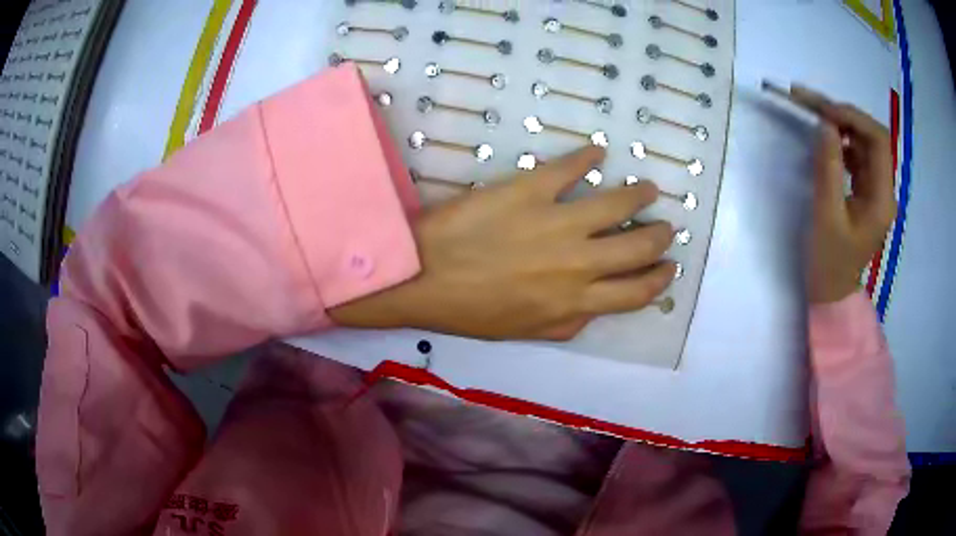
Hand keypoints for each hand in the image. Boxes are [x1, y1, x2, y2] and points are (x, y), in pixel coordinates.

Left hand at [330, 146, 676, 340]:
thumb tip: (594, 307)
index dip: (659, 279)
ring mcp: (557, 223)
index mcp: (576, 302)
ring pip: (617, 204)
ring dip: (639, 195)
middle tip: (665, 226)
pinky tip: (597, 152)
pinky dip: (587, 158)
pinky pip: (569, 168)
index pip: (636, 292)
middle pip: (638, 247)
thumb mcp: (525, 332)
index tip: (668, 267)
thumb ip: (568, 323)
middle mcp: (579, 263)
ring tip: (647, 188)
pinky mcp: (531, 190)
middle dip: (659, 236)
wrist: (423, 277)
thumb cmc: (470, 311)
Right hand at [791, 86, 896, 303]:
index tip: (822, 110)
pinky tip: (824, 139)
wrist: (832, 292)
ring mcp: (875, 188)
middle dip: (842, 114)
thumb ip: (828, 169)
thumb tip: (825, 125)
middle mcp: (884, 188)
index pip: (878, 140)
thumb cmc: (830, 262)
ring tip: (811, 111)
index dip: (853, 117)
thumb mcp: (827, 217)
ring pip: (862, 141)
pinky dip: (839, 139)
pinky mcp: (865, 189)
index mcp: (882, 199)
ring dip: (839, 123)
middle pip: (871, 136)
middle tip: (809, 101)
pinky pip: (856, 153)